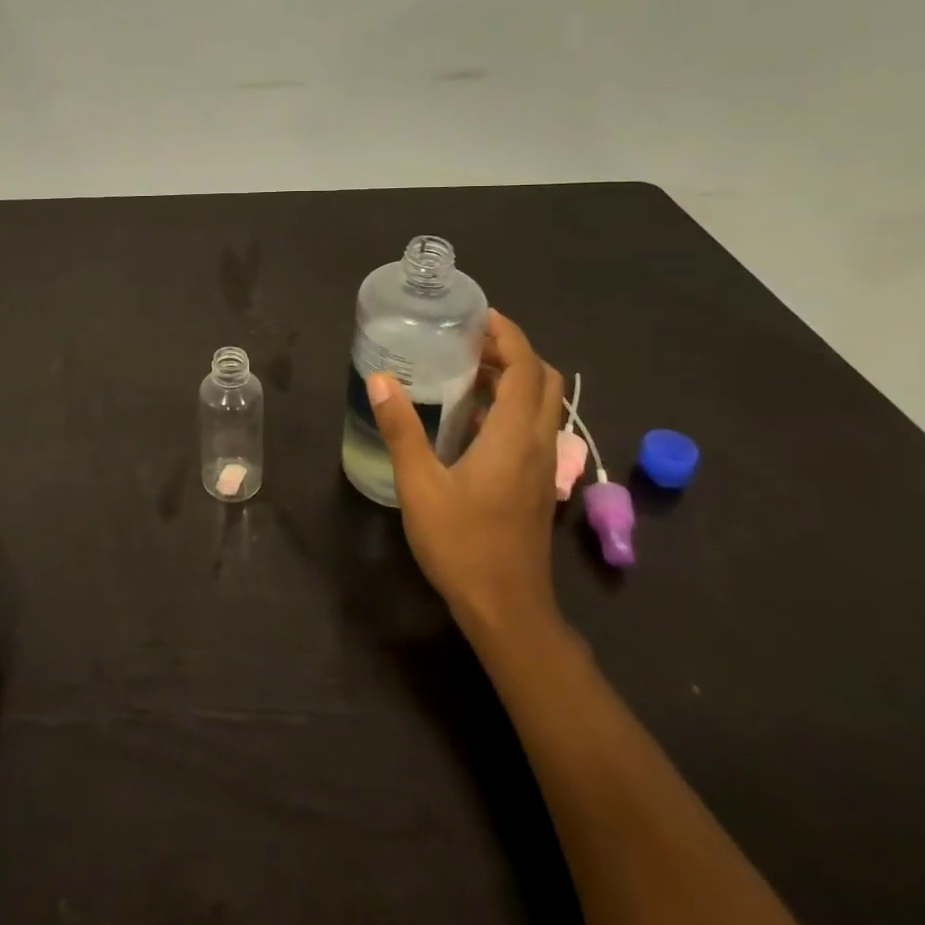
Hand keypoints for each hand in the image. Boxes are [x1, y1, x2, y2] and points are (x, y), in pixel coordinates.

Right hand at [367, 310, 566, 629]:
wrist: (507, 609)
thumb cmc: (463, 545)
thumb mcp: (421, 486)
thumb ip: (401, 429)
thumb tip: (381, 379)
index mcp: (513, 436)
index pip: (525, 368)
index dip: (508, 335)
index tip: (478, 315)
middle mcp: (538, 443)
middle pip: (543, 380)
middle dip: (513, 352)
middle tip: (470, 341)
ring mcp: (542, 466)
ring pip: (541, 405)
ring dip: (514, 379)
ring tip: (466, 370)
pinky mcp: (536, 484)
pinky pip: (532, 428)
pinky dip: (510, 407)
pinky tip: (470, 419)